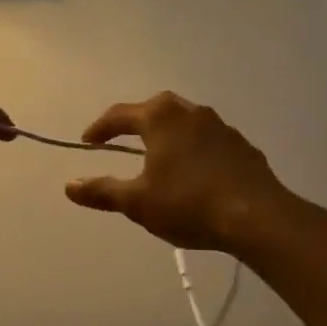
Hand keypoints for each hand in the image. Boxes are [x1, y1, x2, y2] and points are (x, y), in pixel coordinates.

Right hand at [64, 93, 290, 252]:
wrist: (257, 217)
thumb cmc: (189, 204)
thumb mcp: (137, 202)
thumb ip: (101, 191)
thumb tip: (68, 186)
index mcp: (161, 118)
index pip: (120, 114)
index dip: (100, 128)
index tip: (88, 142)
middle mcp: (191, 112)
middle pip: (156, 108)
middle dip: (135, 122)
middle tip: (122, 141)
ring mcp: (221, 127)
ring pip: (185, 122)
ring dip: (167, 134)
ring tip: (158, 157)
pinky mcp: (242, 146)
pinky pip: (208, 140)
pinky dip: (193, 149)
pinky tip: (193, 173)